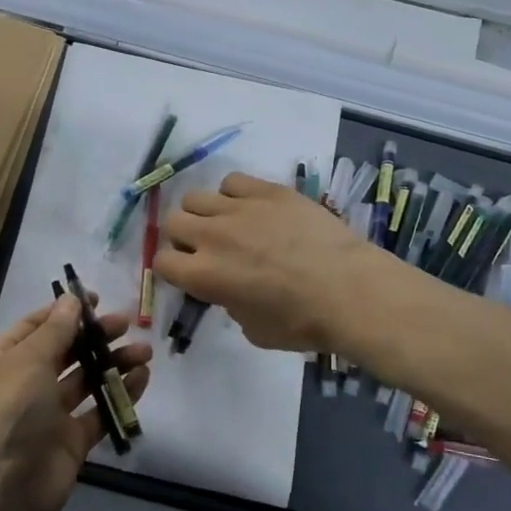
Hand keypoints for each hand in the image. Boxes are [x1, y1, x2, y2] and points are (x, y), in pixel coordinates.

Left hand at [0, 292, 151, 510]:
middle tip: (127, 323)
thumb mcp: (28, 361)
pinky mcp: (72, 440)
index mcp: (3, 361)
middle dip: (95, 335)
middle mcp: (25, 384)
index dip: (64, 312)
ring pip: (86, 380)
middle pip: (65, 351)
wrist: (3, 491)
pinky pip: (100, 411)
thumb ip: (55, 330)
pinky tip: (142, 379)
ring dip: (114, 363)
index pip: (36, 327)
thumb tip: (72, 299)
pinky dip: (120, 394)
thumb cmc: (10, 413)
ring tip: (144, 352)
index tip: (95, 299)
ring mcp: (49, 414)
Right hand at [156, 172, 383, 352]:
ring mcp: (240, 208)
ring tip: (228, 224)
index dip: (172, 268)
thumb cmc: (302, 322)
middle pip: (173, 221)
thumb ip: (229, 303)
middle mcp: (212, 236)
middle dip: (184, 236)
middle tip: (206, 248)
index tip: (189, 273)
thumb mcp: (252, 329)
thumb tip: (230, 289)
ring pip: (196, 197)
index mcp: (204, 276)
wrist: (349, 290)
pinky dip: (234, 194)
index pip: (161, 261)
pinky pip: (232, 181)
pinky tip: (252, 208)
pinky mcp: (268, 190)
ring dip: (204, 213)